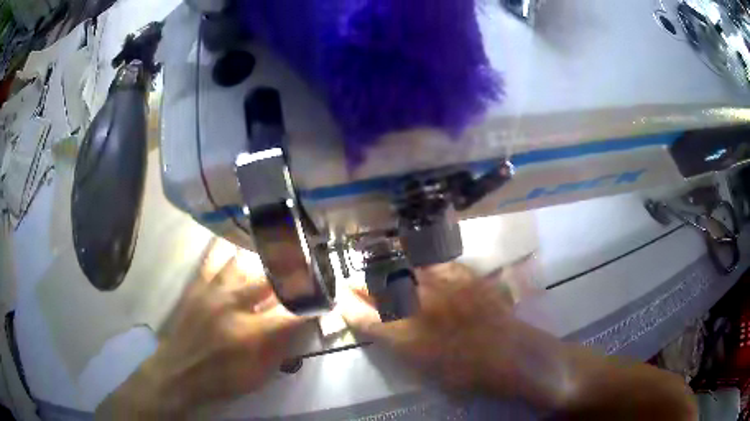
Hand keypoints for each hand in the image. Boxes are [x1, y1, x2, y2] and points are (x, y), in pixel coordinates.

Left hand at [96, 239, 304, 419]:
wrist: (179, 371)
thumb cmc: (222, 378)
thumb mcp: (259, 375)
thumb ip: (282, 348)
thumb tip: (300, 324)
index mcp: (252, 334)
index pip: (293, 312)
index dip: (312, 304)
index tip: (323, 298)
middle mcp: (234, 306)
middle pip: (271, 278)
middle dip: (293, 272)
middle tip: (305, 266)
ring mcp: (213, 291)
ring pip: (243, 262)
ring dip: (263, 260)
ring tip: (277, 253)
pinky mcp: (198, 286)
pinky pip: (214, 258)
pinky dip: (228, 250)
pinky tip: (237, 246)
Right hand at [344, 263, 696, 418]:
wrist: (550, 370)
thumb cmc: (499, 385)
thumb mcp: (452, 381)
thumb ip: (419, 357)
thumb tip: (391, 334)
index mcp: (433, 347)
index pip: (381, 325)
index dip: (357, 313)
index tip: (338, 302)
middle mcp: (446, 317)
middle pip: (398, 294)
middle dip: (369, 285)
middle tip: (349, 279)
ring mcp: (469, 299)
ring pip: (422, 275)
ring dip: (396, 270)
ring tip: (377, 263)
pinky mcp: (488, 290)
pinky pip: (453, 270)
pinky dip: (432, 263)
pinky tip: (423, 260)